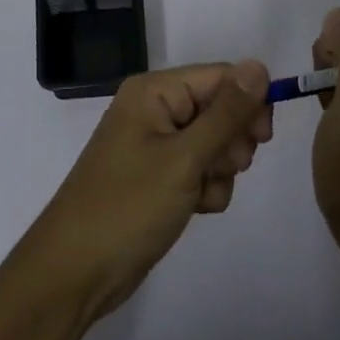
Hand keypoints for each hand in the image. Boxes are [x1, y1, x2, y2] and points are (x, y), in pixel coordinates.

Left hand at [21, 61, 272, 322]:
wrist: (76, 273)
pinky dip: (205, 188)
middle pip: (219, 108)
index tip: (263, 138)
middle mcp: (155, 109)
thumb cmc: (129, 206)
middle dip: (231, 141)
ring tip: (200, 194)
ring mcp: (155, 144)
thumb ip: (227, 113)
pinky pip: (200, 170)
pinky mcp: (158, 177)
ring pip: (214, 143)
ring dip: (220, 170)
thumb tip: (260, 66)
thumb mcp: (185, 158)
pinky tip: (194, 209)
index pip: (220, 76)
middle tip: (225, 168)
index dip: (248, 102)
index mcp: (154, 91)